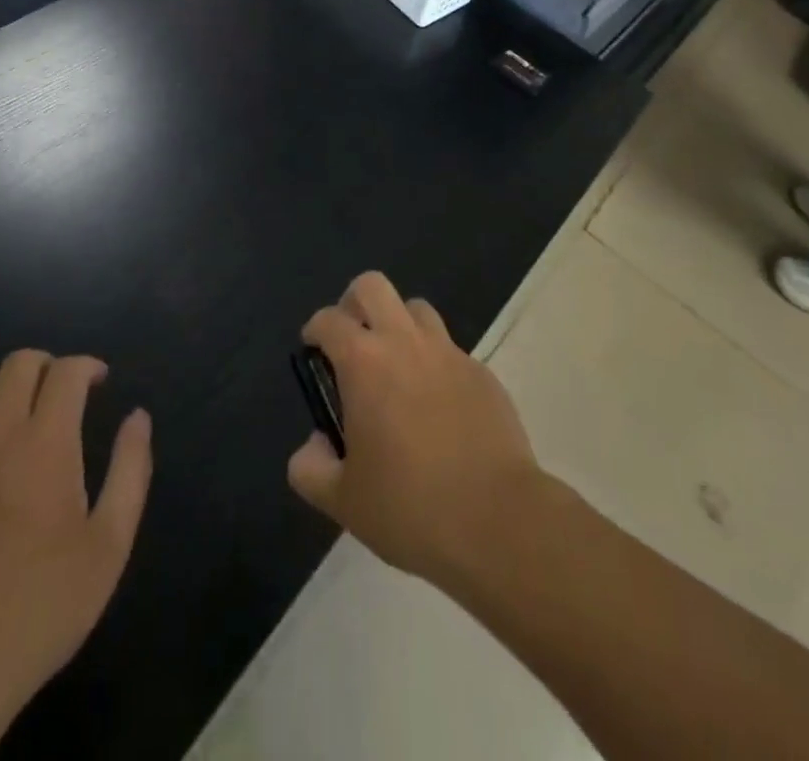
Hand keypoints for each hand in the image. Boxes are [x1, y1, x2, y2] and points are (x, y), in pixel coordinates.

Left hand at [0, 353, 151, 730]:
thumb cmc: (39, 608)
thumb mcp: (109, 546)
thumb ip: (130, 471)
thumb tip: (138, 417)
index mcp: (46, 443)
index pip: (66, 371)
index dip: (87, 366)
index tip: (98, 383)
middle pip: (19, 363)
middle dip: (47, 366)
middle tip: (59, 395)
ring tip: (12, 411)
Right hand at [287, 272, 541, 584]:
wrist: (497, 520)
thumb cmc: (410, 507)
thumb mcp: (342, 501)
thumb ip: (310, 468)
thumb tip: (316, 444)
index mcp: (364, 362)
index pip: (328, 319)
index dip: (314, 331)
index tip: (313, 354)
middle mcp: (405, 342)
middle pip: (373, 286)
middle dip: (354, 303)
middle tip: (351, 341)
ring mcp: (449, 352)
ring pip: (416, 309)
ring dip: (398, 325)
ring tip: (395, 369)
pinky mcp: (482, 372)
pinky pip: (449, 349)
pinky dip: (434, 362)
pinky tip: (436, 407)